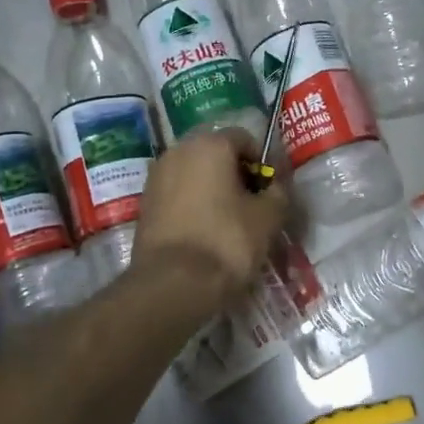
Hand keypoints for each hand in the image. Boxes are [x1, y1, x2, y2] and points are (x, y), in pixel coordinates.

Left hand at [132, 128, 290, 312]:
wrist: (173, 284)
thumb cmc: (226, 242)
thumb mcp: (268, 217)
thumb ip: (278, 192)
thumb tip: (275, 186)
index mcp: (210, 144)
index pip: (244, 138)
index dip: (261, 163)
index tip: (269, 191)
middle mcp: (178, 150)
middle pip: (216, 153)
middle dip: (235, 174)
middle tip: (251, 206)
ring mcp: (156, 176)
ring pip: (194, 173)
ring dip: (213, 189)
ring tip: (229, 222)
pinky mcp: (144, 203)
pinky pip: (177, 193)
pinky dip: (192, 205)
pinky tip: (204, 232)